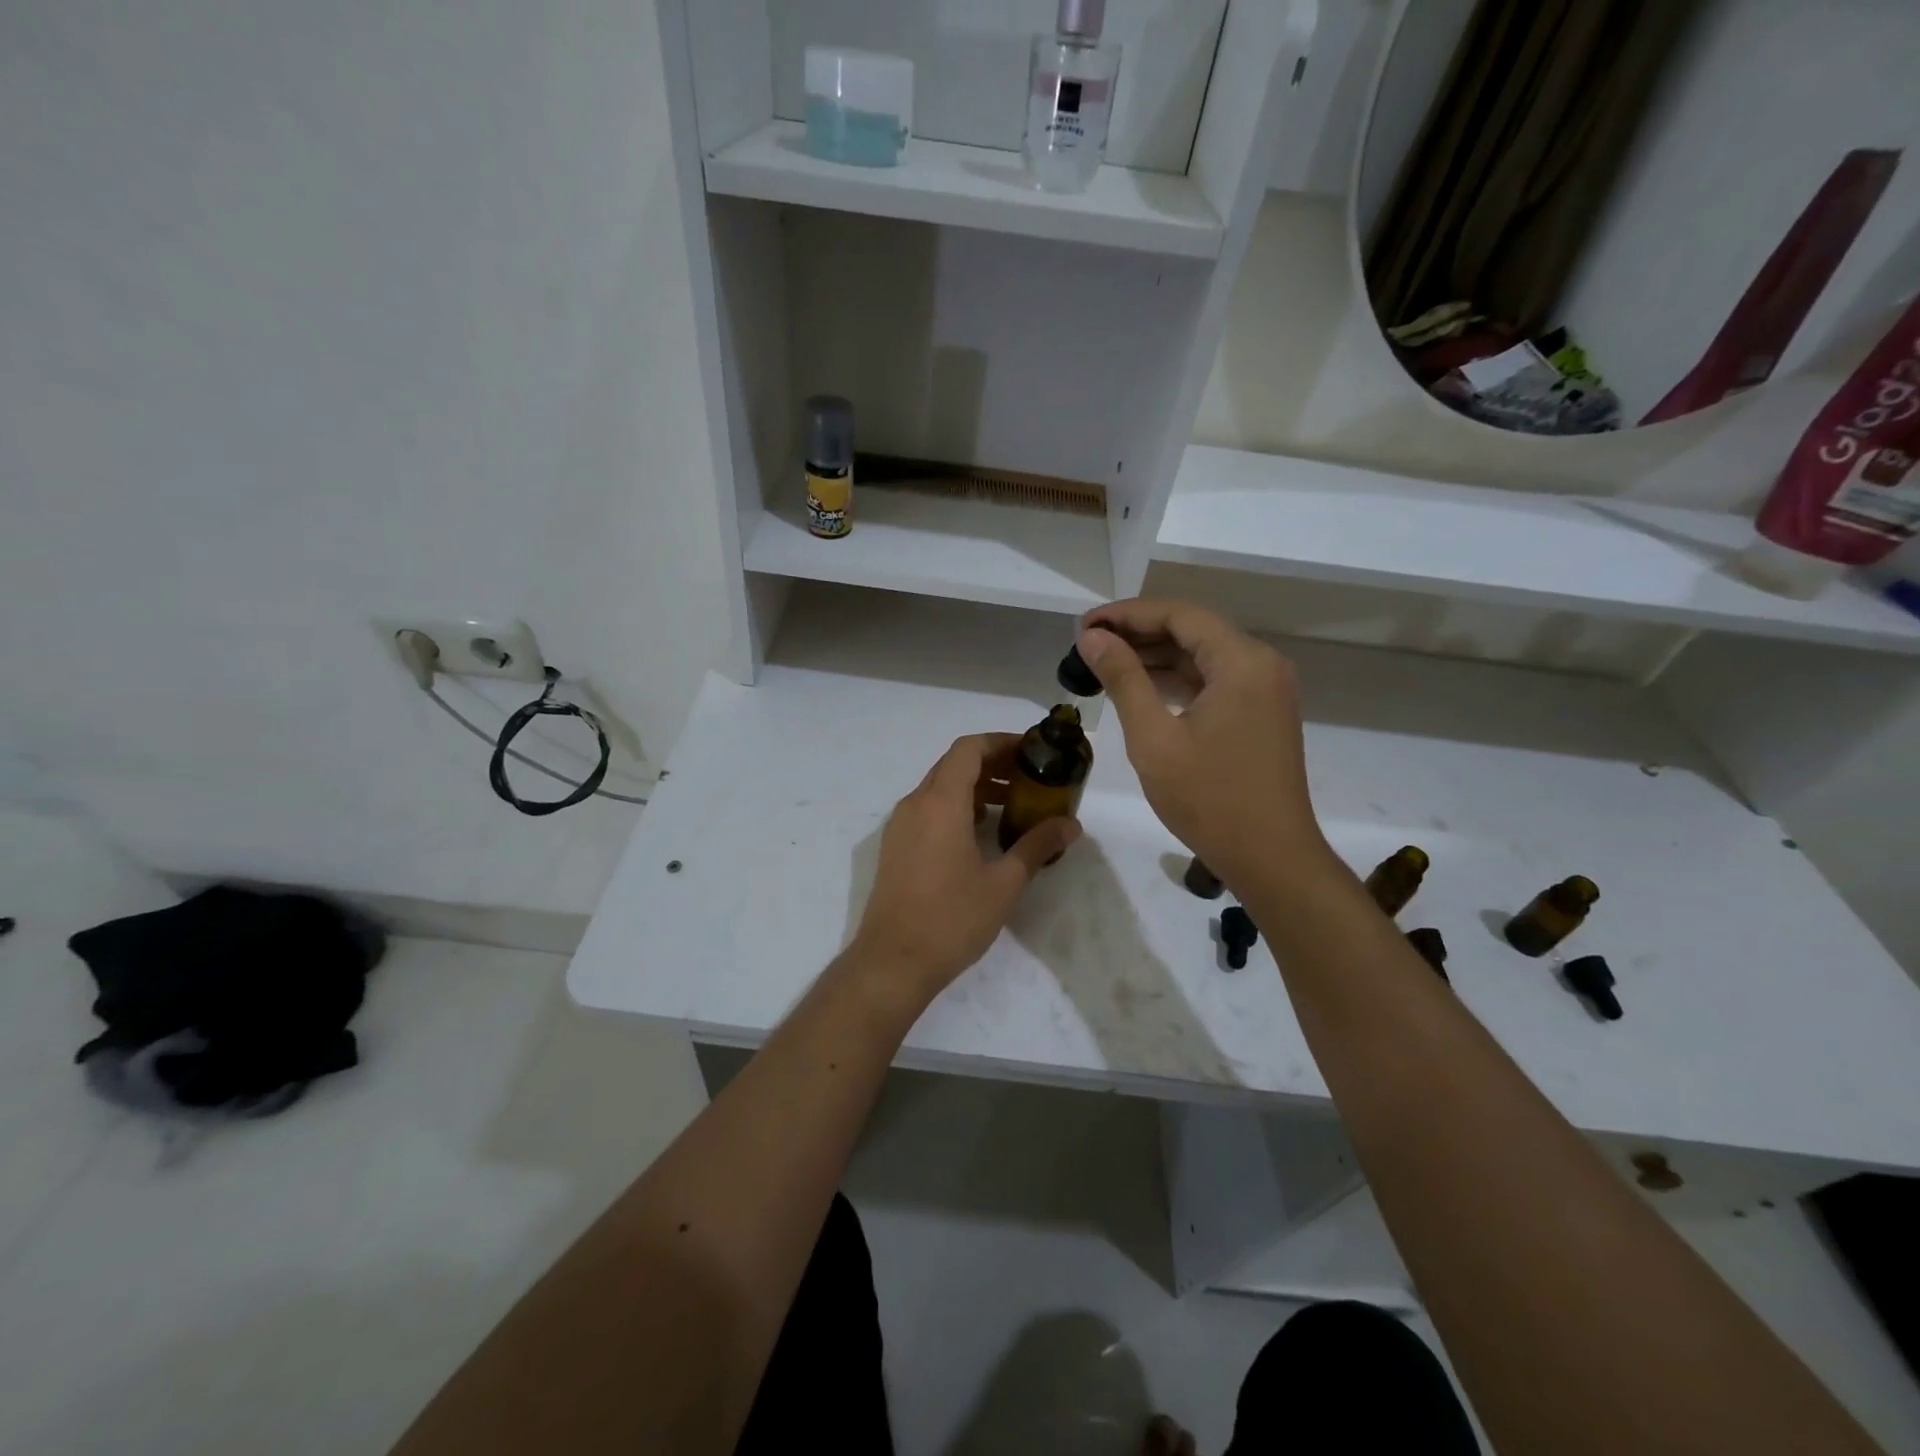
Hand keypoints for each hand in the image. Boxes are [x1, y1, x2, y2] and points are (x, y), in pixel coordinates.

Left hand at [851, 733, 1081, 1002]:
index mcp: (940, 802)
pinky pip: (928, 809)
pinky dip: (956, 807)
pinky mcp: (896, 847)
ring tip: (1012, 805)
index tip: (1031, 751)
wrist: (892, 962)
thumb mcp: (1004, 883)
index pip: (968, 749)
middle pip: (953, 764)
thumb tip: (1071, 825)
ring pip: (939, 787)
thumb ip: (1037, 846)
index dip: (1000, 742)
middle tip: (1030, 778)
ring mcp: (900, 826)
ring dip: (974, 787)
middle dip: (992, 764)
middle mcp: (915, 804)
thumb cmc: (951, 919)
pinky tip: (981, 833)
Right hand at [1079, 599, 1327, 888]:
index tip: (1084, 626)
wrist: (1270, 858)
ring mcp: (1265, 690)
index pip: (1179, 615)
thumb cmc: (1209, 799)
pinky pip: (1214, 680)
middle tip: (1088, 644)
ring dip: (1155, 656)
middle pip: (1193, 630)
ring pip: (1203, 655)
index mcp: (1242, 661)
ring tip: (1104, 662)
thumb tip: (1093, 638)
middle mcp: (1261, 664)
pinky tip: (1141, 687)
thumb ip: (1123, 679)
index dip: (1127, 614)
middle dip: (1139, 633)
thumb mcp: (1154, 738)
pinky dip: (1177, 679)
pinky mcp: (1261, 713)